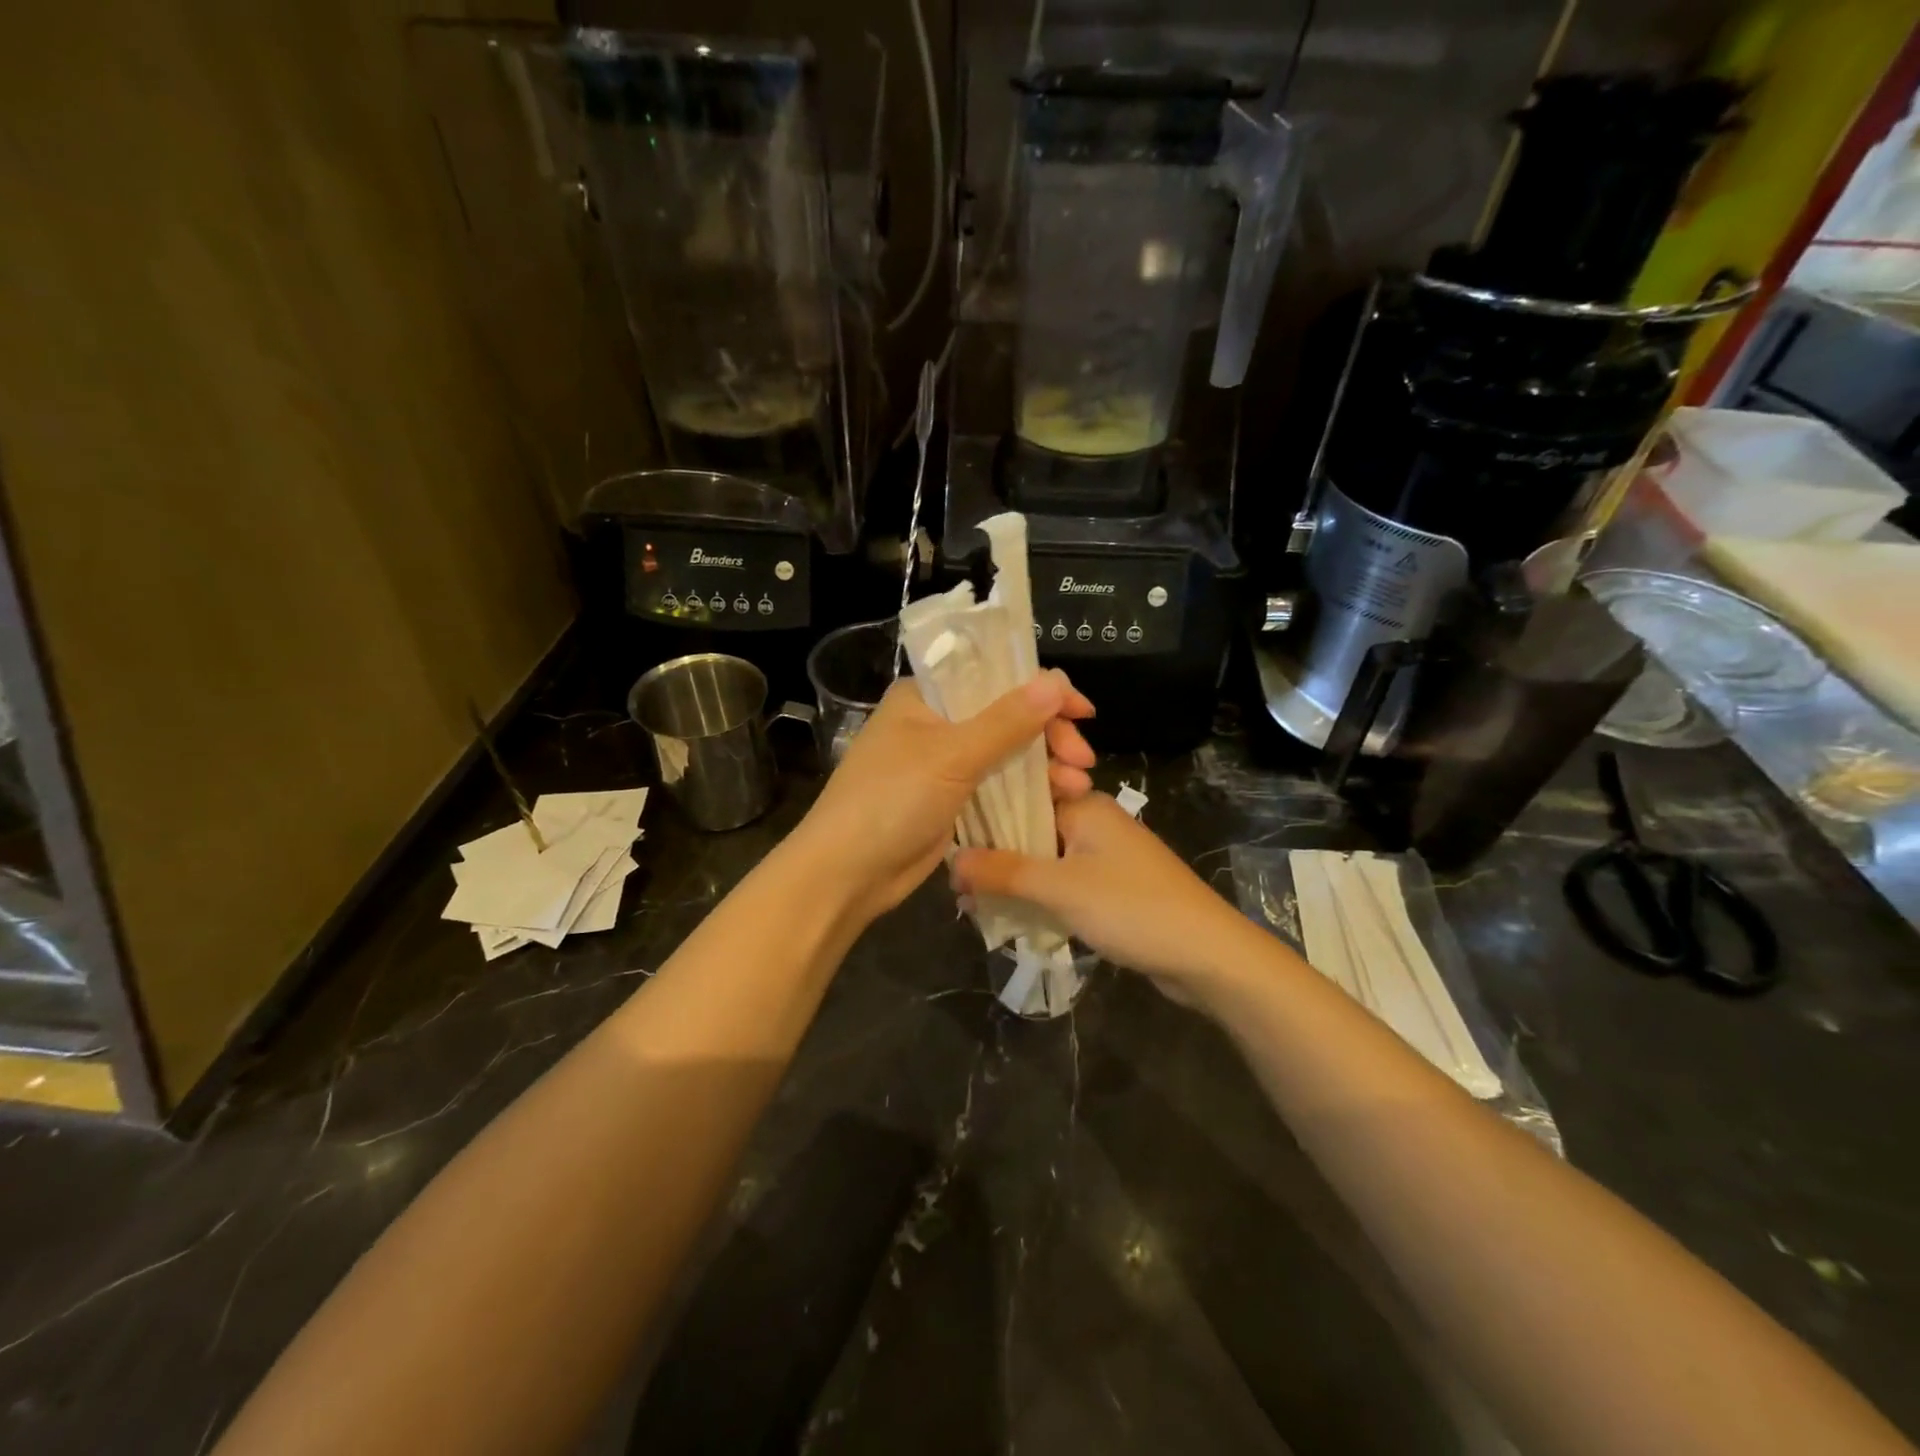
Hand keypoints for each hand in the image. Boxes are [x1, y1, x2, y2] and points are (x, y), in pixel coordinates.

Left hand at [791, 669, 1095, 925]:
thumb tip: (1055, 682)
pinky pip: (997, 786)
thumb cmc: (891, 801)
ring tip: (1078, 788)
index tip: (1082, 711)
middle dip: (1049, 736)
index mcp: (924, 697)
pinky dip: (1027, 791)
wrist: (847, 873)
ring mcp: (943, 764)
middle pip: (1006, 716)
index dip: (1041, 689)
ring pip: (1006, 754)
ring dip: (1044, 767)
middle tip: (1083, 760)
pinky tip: (1058, 801)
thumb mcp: (951, 756)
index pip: (993, 676)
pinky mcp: (950, 800)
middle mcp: (934, 723)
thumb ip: (1006, 721)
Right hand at [950, 793, 1251, 990]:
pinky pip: (1063, 883)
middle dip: (994, 854)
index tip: (949, 838)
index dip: (983, 815)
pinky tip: (1010, 915)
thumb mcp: (1062, 889)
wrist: (1208, 956)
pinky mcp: (1112, 887)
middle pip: (1030, 828)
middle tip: (955, 882)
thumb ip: (1005, 872)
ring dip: (1013, 879)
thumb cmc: (1134, 908)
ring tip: (972, 902)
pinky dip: (1038, 896)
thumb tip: (951, 861)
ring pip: (1045, 859)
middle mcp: (1094, 822)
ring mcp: (1105, 856)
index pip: (1021, 793)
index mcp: (1084, 805)